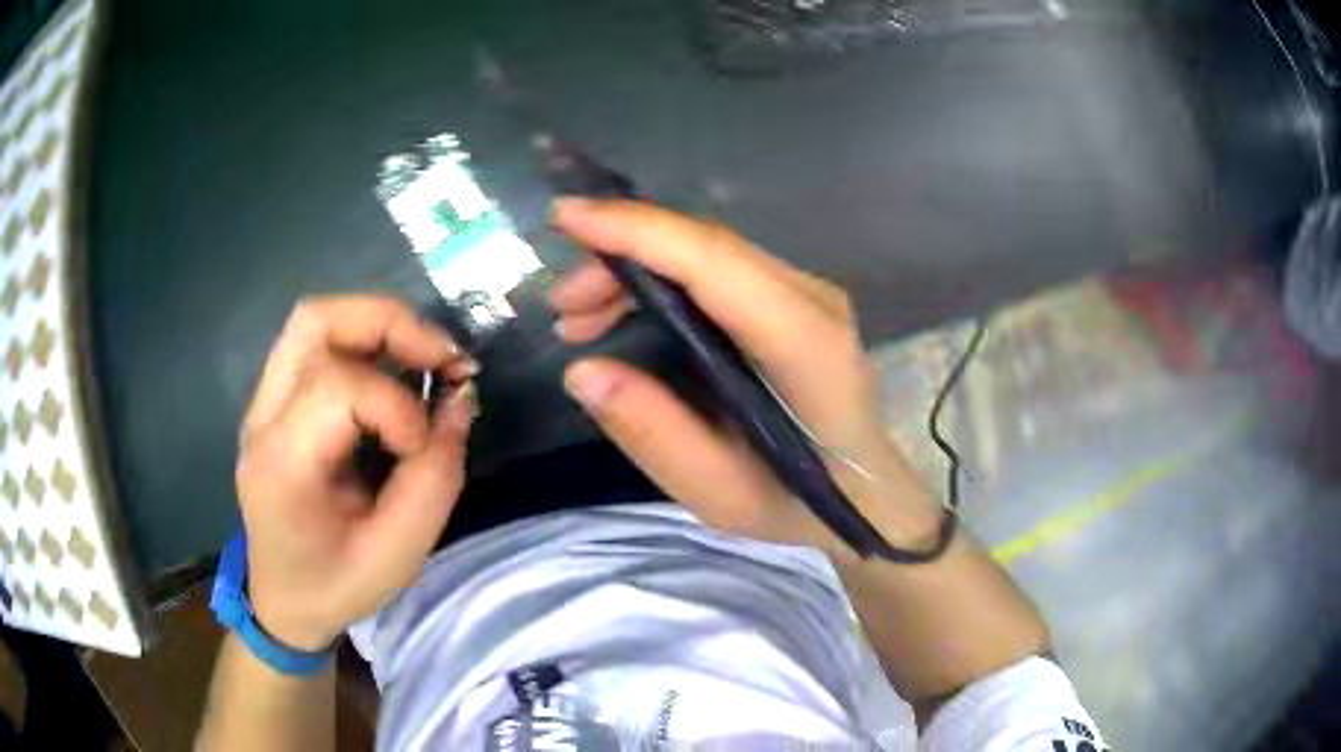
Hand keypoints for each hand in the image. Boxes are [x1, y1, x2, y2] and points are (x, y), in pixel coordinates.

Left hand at [235, 296, 477, 650]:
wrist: (281, 601)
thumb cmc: (334, 587)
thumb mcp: (397, 556)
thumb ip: (434, 480)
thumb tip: (459, 401)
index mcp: (282, 463)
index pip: (338, 388)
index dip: (398, 407)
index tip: (423, 448)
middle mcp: (262, 417)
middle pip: (317, 321)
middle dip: (391, 325)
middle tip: (443, 358)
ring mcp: (263, 402)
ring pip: (316, 319)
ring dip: (379, 325)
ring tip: (424, 358)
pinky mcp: (276, 401)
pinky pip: (318, 343)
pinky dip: (365, 343)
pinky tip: (394, 375)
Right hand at [548, 198, 940, 556]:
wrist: (866, 495)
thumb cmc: (798, 503)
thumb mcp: (718, 493)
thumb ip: (654, 432)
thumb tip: (582, 369)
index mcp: (804, 345)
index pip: (714, 261)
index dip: (638, 230)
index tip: (566, 217)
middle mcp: (812, 300)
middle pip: (706, 248)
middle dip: (621, 254)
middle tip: (562, 305)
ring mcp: (809, 294)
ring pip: (708, 253)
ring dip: (637, 269)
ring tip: (580, 319)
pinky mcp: (796, 301)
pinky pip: (718, 271)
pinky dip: (662, 281)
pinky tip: (625, 315)